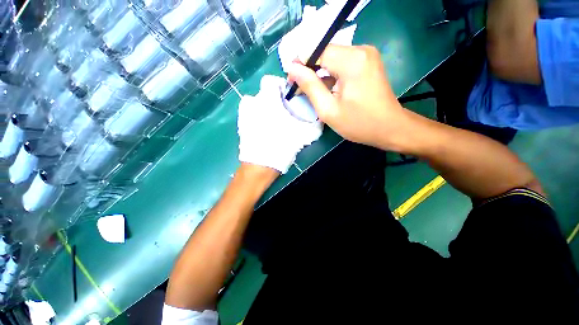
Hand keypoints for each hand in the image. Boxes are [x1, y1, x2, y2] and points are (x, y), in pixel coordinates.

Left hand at [238, 75, 322, 173]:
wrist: (260, 167)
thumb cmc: (281, 146)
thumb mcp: (302, 135)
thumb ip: (314, 126)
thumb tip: (321, 120)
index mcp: (267, 100)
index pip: (270, 81)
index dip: (281, 86)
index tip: (289, 98)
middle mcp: (252, 103)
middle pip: (264, 94)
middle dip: (275, 100)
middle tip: (285, 113)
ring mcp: (244, 115)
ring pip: (256, 104)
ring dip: (266, 108)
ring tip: (275, 122)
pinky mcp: (241, 126)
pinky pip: (250, 115)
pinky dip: (258, 117)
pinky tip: (265, 129)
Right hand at [287, 45, 413, 151]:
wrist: (390, 128)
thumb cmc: (358, 123)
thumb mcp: (329, 110)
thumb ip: (310, 87)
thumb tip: (292, 69)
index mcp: (351, 61)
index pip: (316, 50)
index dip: (300, 64)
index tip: (292, 81)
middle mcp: (361, 50)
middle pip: (325, 52)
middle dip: (310, 70)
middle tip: (301, 89)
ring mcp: (366, 54)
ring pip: (332, 58)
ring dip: (320, 73)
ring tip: (314, 93)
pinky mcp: (368, 61)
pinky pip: (342, 63)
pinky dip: (331, 75)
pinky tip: (328, 90)